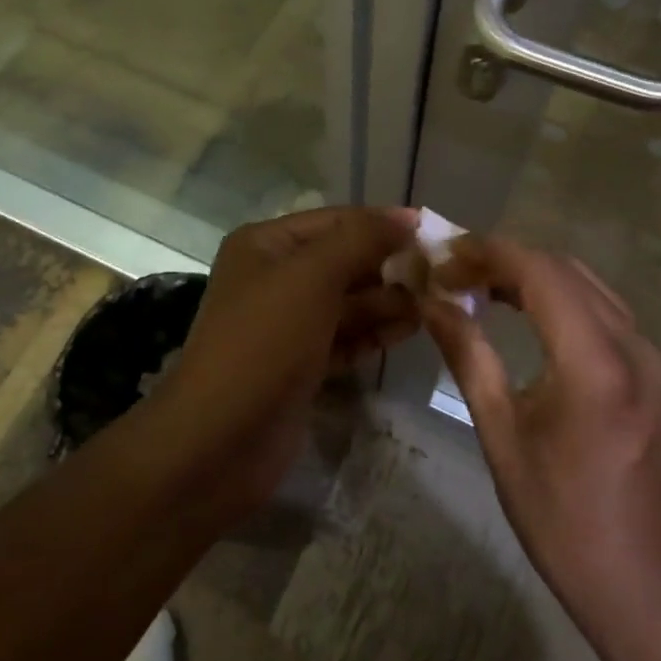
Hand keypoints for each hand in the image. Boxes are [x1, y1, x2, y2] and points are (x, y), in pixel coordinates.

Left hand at [151, 206, 419, 513]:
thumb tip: (407, 217)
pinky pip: (346, 337)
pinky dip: (375, 333)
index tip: (434, 231)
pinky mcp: (301, 364)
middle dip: (390, 266)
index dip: (383, 223)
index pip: (337, 221)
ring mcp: (287, 325)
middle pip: (345, 261)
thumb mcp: (312, 277)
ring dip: (389, 301)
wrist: (218, 443)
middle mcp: (275, 278)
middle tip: (442, 277)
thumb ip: (361, 240)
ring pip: (349, 302)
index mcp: (267, 245)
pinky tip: (411, 330)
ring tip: (433, 305)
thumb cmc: (264, 343)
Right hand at [424, 237, 660, 642]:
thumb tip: (432, 304)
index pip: (539, 272)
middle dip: (505, 259)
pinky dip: (559, 296)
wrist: (646, 581)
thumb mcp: (502, 436)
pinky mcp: (655, 368)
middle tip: (452, 271)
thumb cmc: (562, 519)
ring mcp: (651, 354)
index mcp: (594, 363)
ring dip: (532, 274)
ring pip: (586, 283)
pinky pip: (602, 308)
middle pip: (563, 269)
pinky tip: (524, 311)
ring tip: (478, 285)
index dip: (488, 254)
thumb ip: (469, 357)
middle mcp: (632, 343)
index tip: (442, 257)